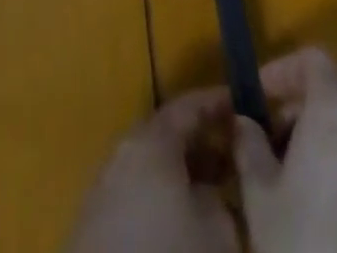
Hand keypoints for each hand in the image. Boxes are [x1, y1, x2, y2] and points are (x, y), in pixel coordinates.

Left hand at [65, 86, 238, 252]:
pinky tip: (177, 222)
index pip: (189, 105)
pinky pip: (133, 193)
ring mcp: (102, 189)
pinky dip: (158, 196)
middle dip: (201, 141)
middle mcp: (122, 153)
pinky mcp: (91, 225)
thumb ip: (223, 197)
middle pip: (167, 134)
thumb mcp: (217, 233)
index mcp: (150, 142)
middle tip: (234, 155)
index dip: (218, 104)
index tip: (244, 107)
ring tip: (212, 194)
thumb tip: (218, 189)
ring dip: (180, 173)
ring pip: (150, 165)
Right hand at [233, 47, 336, 252]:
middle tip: (270, 151)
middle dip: (298, 115)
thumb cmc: (305, 248)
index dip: (282, 71)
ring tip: (296, 191)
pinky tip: (331, 222)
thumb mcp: (260, 200)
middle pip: (333, 98)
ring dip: (324, 147)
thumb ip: (249, 148)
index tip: (257, 100)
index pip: (313, 60)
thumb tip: (244, 122)